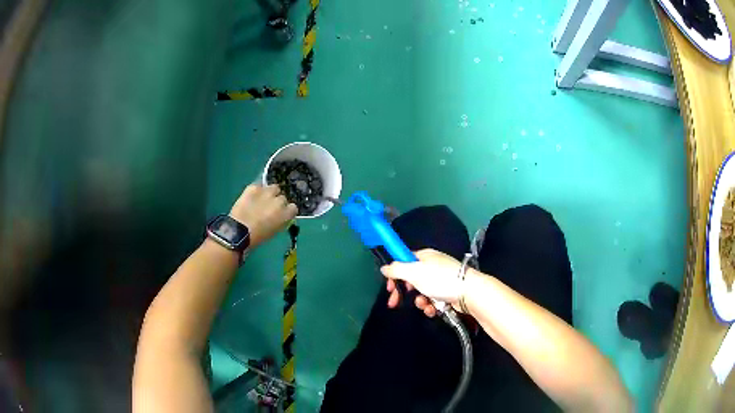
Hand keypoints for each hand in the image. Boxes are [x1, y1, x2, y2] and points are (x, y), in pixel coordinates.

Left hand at [229, 184, 297, 246]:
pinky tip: (251, 197)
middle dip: (277, 201)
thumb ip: (280, 221)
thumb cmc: (257, 237)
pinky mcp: (254, 187)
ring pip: (274, 188)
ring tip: (261, 199)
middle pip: (282, 197)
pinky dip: (256, 191)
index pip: (293, 207)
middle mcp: (279, 201)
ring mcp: (266, 192)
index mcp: (286, 214)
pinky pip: (259, 186)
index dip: (286, 210)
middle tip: (268, 208)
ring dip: (269, 193)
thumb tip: (280, 216)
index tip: (280, 214)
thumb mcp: (274, 231)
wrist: (239, 231)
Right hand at [381, 249, 463, 316]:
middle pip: (411, 279)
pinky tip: (433, 310)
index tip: (390, 287)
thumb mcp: (414, 272)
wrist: (469, 292)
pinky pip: (432, 300)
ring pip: (421, 292)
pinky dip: (430, 306)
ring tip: (424, 305)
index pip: (404, 261)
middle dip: (403, 292)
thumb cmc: (440, 279)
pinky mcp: (447, 293)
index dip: (395, 274)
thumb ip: (397, 270)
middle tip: (394, 303)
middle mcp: (432, 266)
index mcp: (424, 256)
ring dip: (419, 301)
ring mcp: (441, 280)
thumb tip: (384, 268)